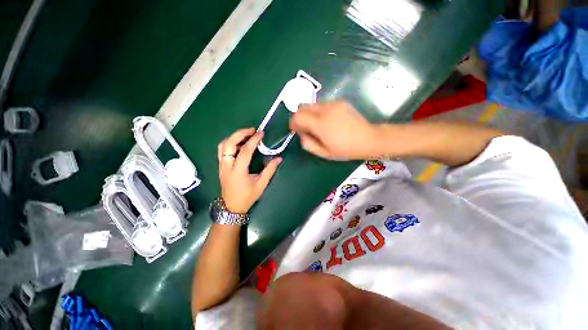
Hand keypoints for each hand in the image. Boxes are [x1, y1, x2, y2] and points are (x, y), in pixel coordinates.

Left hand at [218, 128, 281, 213]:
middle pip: (228, 143)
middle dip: (240, 133)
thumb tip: (278, 158)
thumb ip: (270, 170)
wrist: (231, 207)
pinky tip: (239, 144)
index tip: (261, 133)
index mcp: (238, 171)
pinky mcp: (220, 166)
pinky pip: (222, 150)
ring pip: (223, 145)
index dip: (253, 140)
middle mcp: (227, 166)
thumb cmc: (247, 196)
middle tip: (252, 130)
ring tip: (246, 135)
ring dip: (234, 137)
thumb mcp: (261, 184)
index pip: (245, 151)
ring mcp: (221, 165)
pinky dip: (230, 143)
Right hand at [289, 101, 381, 159]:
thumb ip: (308, 143)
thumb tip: (301, 134)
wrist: (369, 139)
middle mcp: (325, 110)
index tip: (295, 130)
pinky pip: (323, 104)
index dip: (293, 122)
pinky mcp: (340, 102)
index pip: (298, 116)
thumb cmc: (346, 149)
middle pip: (303, 107)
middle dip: (299, 116)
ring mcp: (334, 103)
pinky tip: (327, 121)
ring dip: (309, 114)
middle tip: (305, 128)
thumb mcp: (324, 153)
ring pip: (312, 105)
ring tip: (317, 125)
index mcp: (321, 124)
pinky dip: (319, 112)